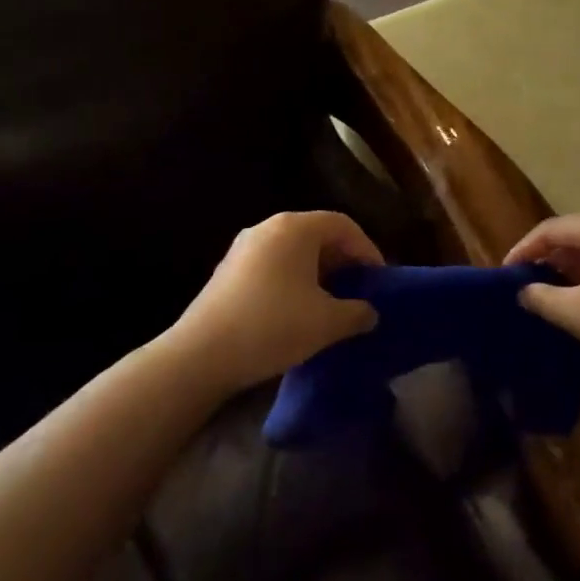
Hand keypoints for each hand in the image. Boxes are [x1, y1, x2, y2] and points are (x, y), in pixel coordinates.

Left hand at [171, 212, 382, 394]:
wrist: (200, 355)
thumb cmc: (272, 326)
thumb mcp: (327, 323)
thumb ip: (357, 313)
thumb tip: (370, 312)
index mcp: (295, 228)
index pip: (343, 225)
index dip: (367, 249)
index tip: (378, 279)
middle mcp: (268, 227)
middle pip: (317, 234)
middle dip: (343, 260)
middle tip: (358, 289)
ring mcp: (243, 247)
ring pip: (293, 251)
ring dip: (317, 272)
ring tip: (331, 302)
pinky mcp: (227, 270)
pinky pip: (272, 264)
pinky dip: (292, 279)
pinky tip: (297, 310)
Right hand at [505, 210, 579, 383]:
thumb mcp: (577, 313)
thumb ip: (542, 297)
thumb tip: (523, 291)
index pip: (551, 229)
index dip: (523, 250)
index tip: (504, 273)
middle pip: (578, 235)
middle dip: (551, 259)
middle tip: (529, 284)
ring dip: (577, 269)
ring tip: (557, 293)